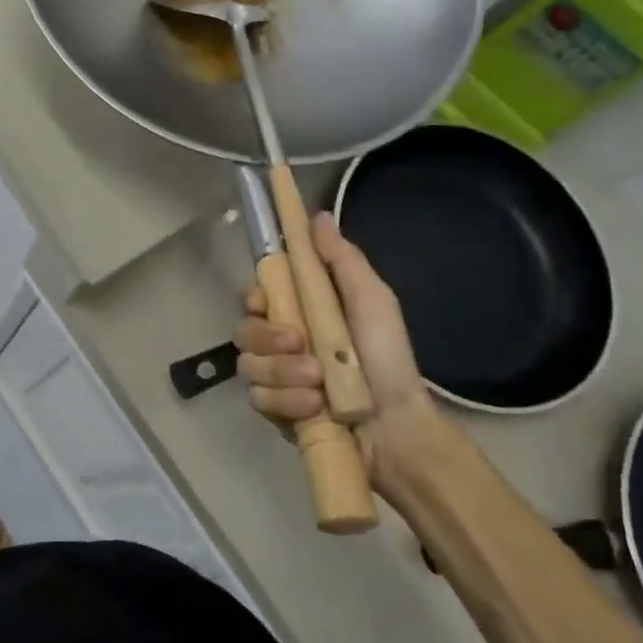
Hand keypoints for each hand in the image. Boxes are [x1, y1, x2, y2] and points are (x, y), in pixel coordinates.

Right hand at [235, 212, 463, 507]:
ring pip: (249, 365)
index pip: (256, 296)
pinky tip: (314, 408)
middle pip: (244, 330)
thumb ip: (342, 259)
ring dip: (282, 372)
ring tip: (318, 383)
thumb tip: (317, 215)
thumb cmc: (387, 358)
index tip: (264, 300)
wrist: (398, 427)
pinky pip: (258, 399)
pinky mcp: (275, 412)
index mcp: (302, 313)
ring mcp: (276, 379)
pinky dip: (286, 402)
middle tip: (299, 343)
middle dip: (267, 337)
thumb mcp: (371, 300)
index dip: (254, 297)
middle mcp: (282, 343)